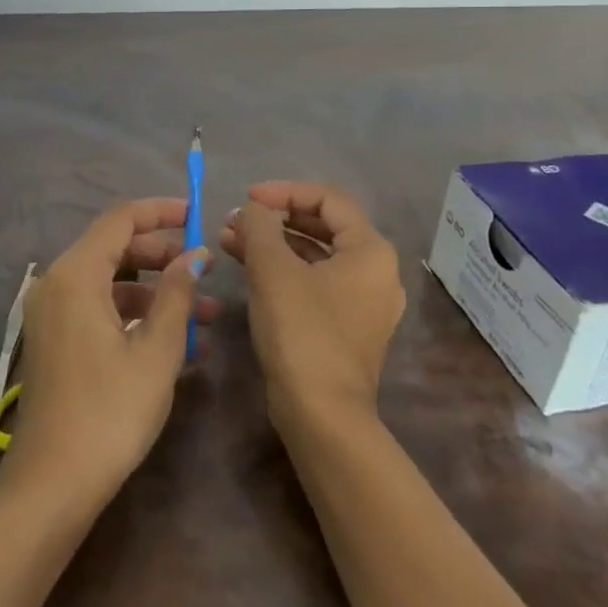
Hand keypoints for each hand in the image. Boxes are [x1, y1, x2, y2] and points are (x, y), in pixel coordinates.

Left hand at [6, 198, 215, 504]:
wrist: (52, 485)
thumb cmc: (110, 412)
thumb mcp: (156, 351)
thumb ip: (177, 294)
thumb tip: (196, 255)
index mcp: (76, 274)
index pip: (121, 219)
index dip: (161, 211)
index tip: (198, 215)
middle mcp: (57, 283)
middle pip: (115, 248)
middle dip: (164, 254)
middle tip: (205, 268)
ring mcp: (53, 313)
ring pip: (112, 282)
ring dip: (157, 292)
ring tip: (207, 315)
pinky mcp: (57, 340)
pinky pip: (100, 309)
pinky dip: (136, 315)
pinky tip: (179, 343)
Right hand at [221, 182, 403, 432]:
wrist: (322, 415)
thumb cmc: (302, 332)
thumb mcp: (273, 269)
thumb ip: (259, 226)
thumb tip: (252, 210)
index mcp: (371, 250)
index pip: (328, 198)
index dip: (285, 191)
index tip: (247, 198)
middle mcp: (377, 272)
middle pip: (324, 225)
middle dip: (275, 218)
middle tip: (236, 220)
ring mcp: (364, 303)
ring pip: (316, 255)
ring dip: (274, 243)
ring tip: (230, 240)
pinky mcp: (347, 327)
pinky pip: (315, 282)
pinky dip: (284, 270)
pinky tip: (248, 268)